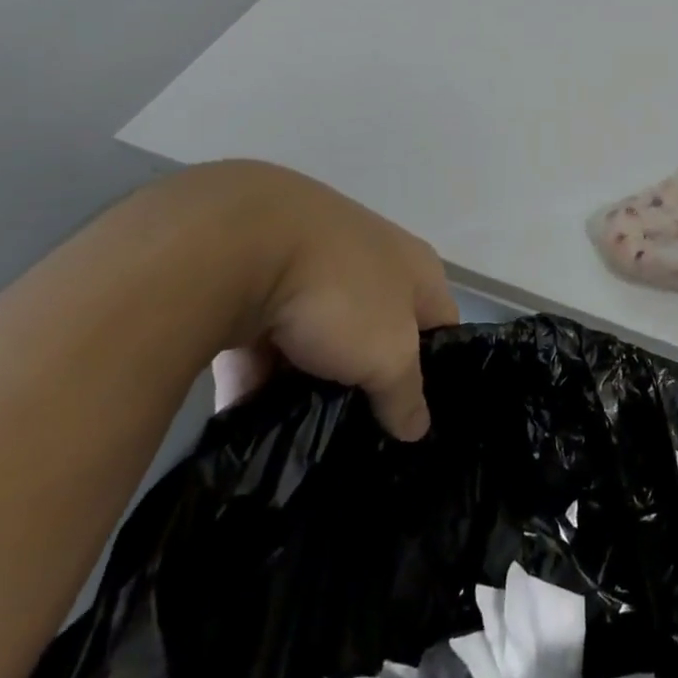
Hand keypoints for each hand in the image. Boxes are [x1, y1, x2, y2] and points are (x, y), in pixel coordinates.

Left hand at [180, 162, 458, 438]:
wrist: (237, 242)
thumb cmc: (340, 292)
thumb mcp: (389, 355)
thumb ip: (406, 394)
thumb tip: (418, 427)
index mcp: (415, 268)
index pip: (441, 325)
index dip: (436, 372)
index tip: (415, 419)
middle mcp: (370, 260)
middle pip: (377, 333)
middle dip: (364, 382)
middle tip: (355, 433)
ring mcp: (310, 266)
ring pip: (317, 338)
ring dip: (306, 381)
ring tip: (296, 435)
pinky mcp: (254, 279)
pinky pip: (263, 339)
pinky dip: (256, 375)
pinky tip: (245, 422)